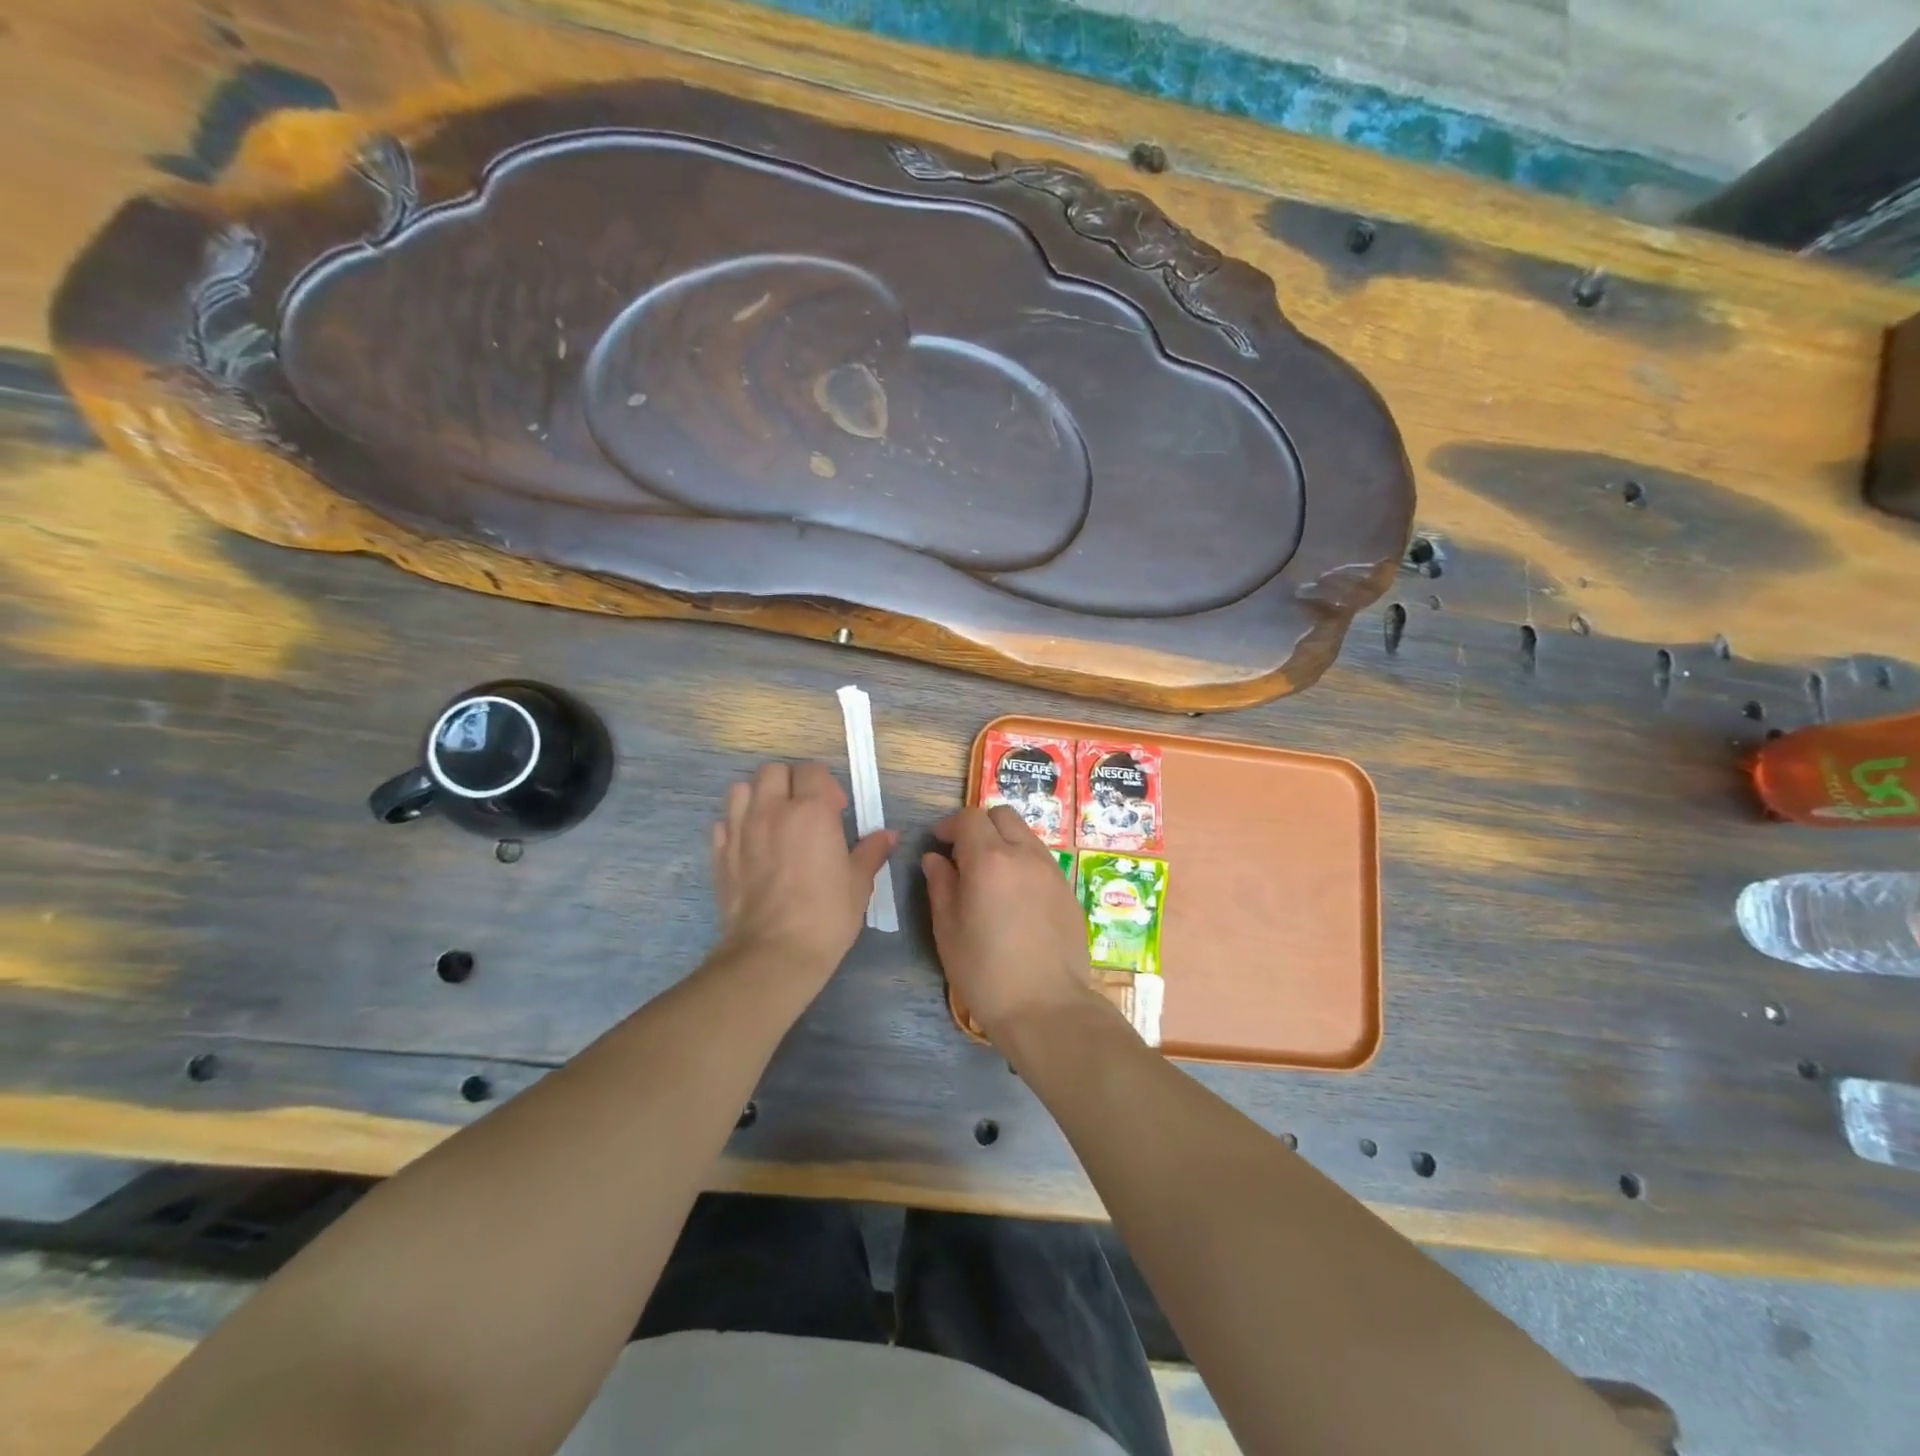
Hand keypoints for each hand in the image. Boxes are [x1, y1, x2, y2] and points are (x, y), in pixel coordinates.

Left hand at [710, 762, 894, 986]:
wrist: (773, 953)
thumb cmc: (826, 915)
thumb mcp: (858, 883)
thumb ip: (871, 852)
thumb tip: (887, 835)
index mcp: (812, 811)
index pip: (812, 771)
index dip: (826, 785)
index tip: (837, 810)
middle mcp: (772, 810)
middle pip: (774, 771)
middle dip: (791, 782)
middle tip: (805, 811)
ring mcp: (740, 829)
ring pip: (742, 788)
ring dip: (759, 796)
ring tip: (774, 821)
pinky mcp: (719, 853)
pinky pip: (724, 821)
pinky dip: (736, 824)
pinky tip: (751, 845)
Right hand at [922, 806, 1096, 1039]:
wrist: (1047, 1008)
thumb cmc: (986, 972)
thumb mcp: (948, 930)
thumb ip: (940, 885)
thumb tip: (935, 859)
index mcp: (990, 860)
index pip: (970, 818)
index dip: (950, 826)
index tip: (938, 844)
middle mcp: (1025, 855)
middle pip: (1002, 815)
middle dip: (980, 826)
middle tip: (963, 855)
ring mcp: (1052, 871)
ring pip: (1026, 835)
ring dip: (1004, 842)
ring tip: (990, 878)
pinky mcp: (1068, 891)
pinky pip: (1042, 861)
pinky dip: (1023, 864)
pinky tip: (1015, 899)